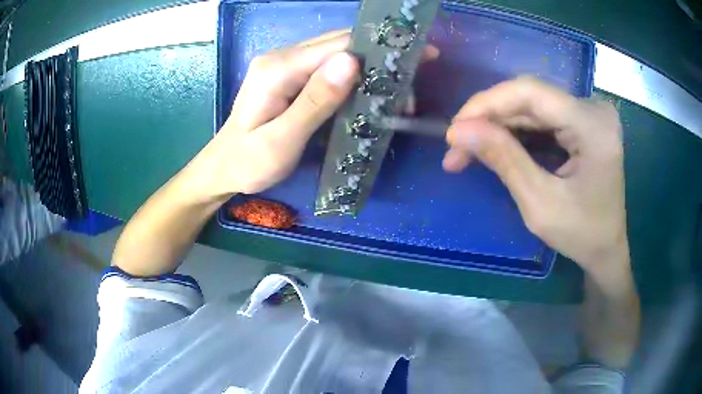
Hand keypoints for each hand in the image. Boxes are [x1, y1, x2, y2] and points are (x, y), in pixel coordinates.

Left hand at [197, 30, 438, 197]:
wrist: (223, 168)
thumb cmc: (248, 163)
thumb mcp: (281, 140)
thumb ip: (314, 102)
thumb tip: (351, 62)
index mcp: (279, 68)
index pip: (339, 45)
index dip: (379, 49)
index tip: (419, 57)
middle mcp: (282, 57)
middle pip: (341, 44)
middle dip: (380, 59)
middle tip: (411, 84)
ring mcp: (285, 65)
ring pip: (337, 54)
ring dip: (370, 68)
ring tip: (397, 92)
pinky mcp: (290, 77)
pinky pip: (328, 67)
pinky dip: (354, 77)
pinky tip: (370, 92)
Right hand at [444, 77, 628, 281]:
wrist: (607, 248)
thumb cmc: (581, 235)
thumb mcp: (540, 204)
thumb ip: (503, 160)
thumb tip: (458, 130)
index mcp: (593, 126)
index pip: (530, 92)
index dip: (487, 103)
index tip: (454, 129)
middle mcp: (593, 109)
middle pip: (530, 97)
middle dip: (489, 119)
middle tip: (456, 147)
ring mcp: (589, 113)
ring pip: (531, 106)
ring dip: (498, 126)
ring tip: (467, 150)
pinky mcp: (583, 121)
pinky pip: (541, 116)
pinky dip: (515, 131)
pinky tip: (495, 146)